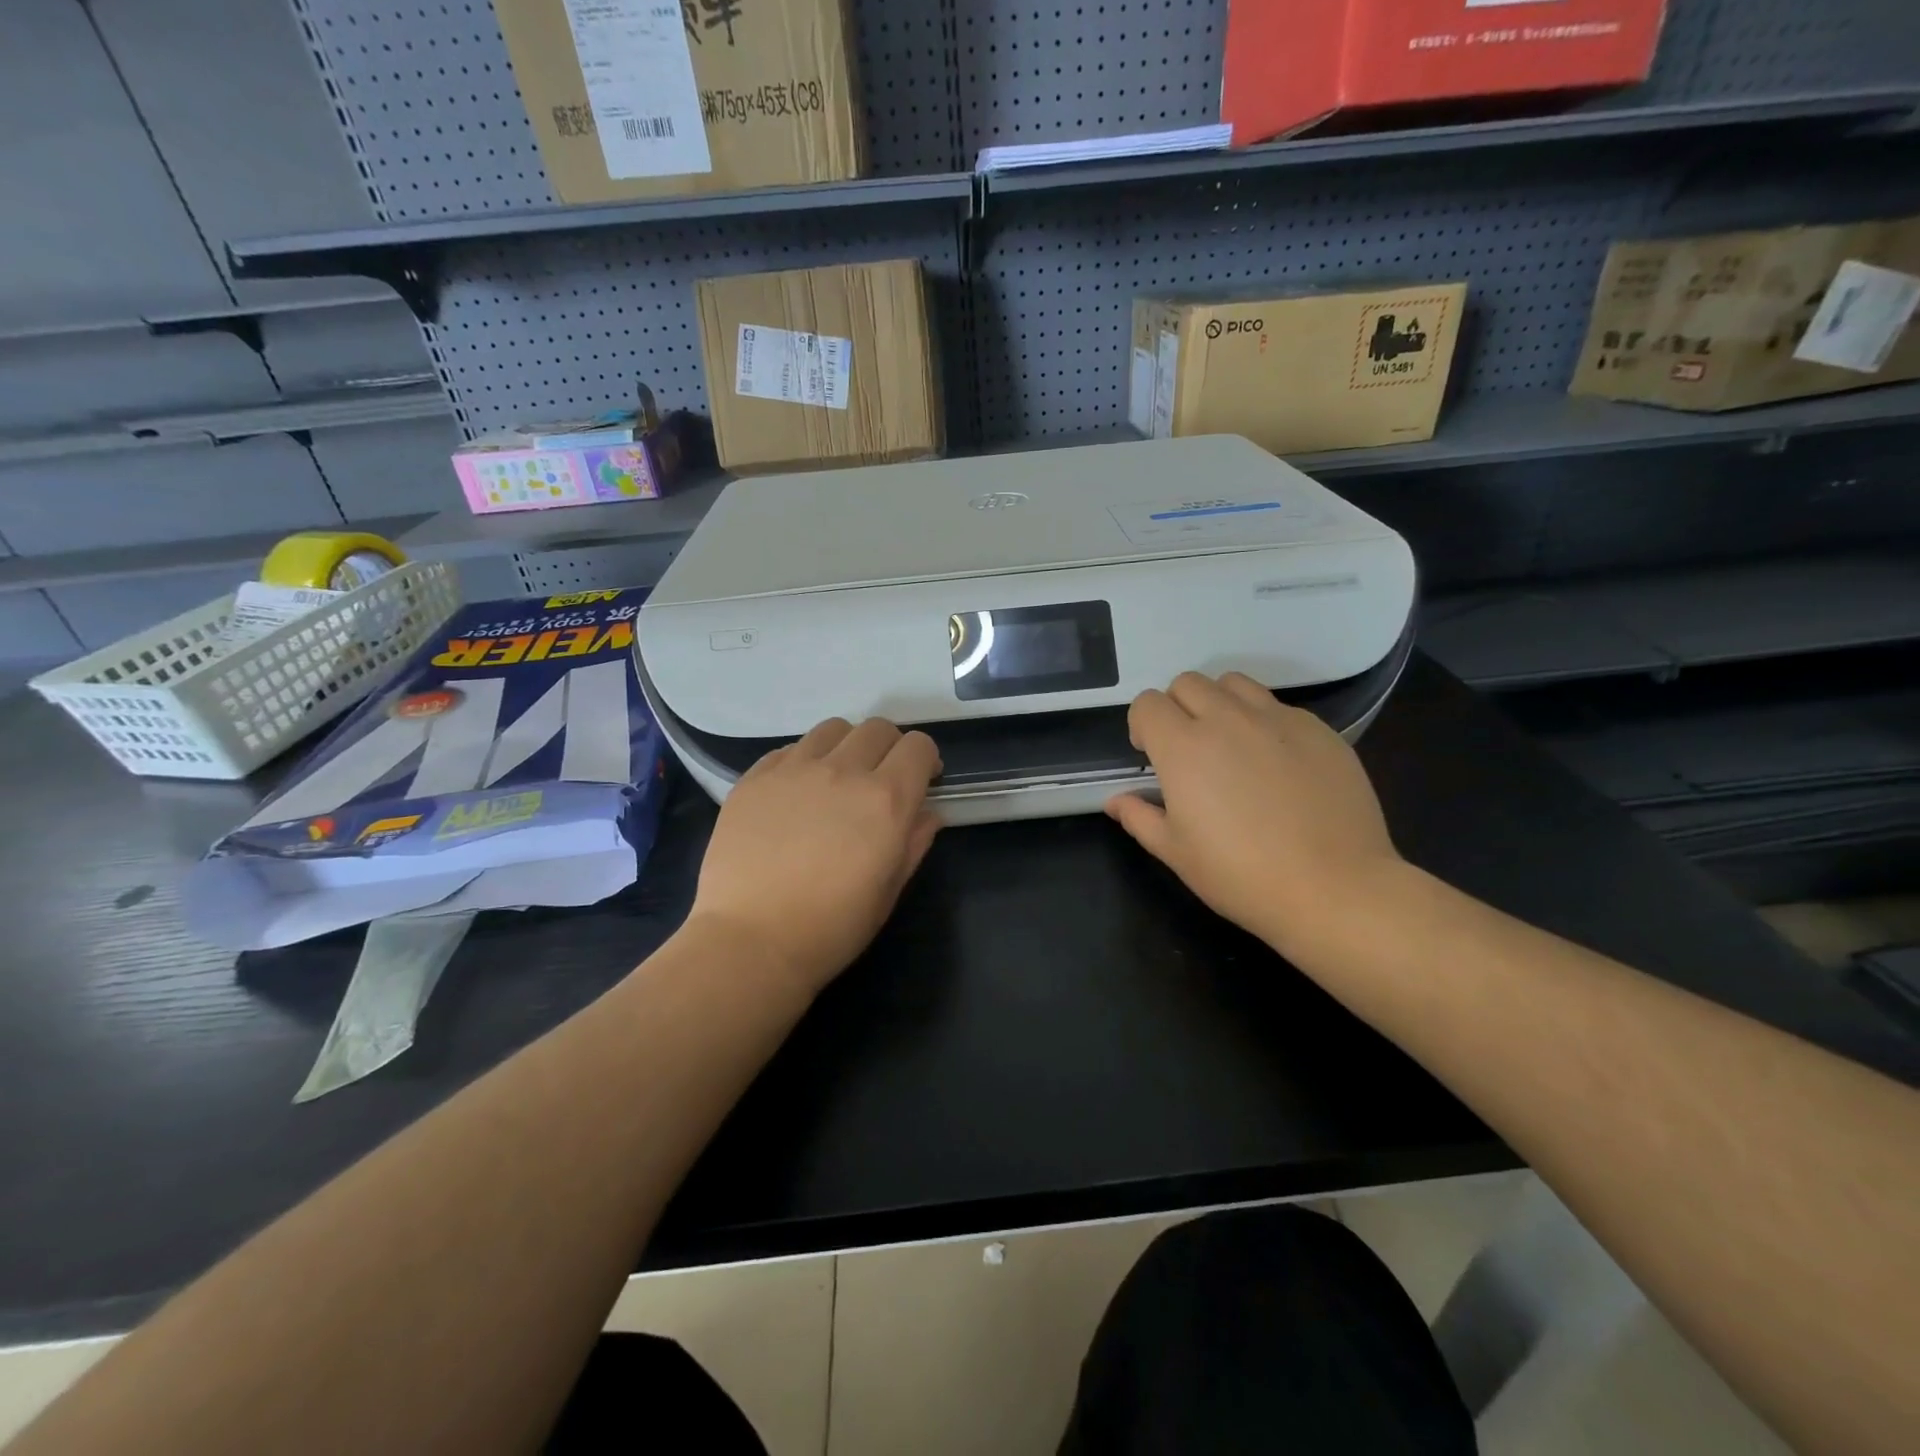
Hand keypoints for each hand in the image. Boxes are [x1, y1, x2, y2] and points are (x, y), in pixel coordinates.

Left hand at [688, 717, 942, 996]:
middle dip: (890, 748)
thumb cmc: (832, 927)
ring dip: (846, 746)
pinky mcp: (755, 778)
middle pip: (878, 728)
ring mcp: (794, 770)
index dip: (925, 761)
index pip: (918, 747)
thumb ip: (914, 842)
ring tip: (836, 779)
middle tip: (881, 780)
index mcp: (886, 799)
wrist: (751, 941)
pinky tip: (796, 794)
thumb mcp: (889, 891)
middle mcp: (843, 771)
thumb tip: (927, 813)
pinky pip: (790, 749)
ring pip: (833, 729)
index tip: (921, 782)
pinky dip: (804, 761)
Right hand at [1106, 672, 1403, 963]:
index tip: (1152, 757)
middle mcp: (1227, 719)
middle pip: (1188, 683)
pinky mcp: (1319, 729)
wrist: (1334, 888)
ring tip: (1231, 744)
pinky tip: (1277, 764)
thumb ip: (1139, 817)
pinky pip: (1279, 707)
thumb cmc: (1241, 875)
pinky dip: (1264, 722)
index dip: (1142, 725)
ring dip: (1220, 704)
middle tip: (1189, 750)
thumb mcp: (1176, 853)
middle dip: (1177, 708)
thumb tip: (1116, 800)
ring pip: (1234, 684)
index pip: (1148, 703)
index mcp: (1183, 747)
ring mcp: (1277, 719)